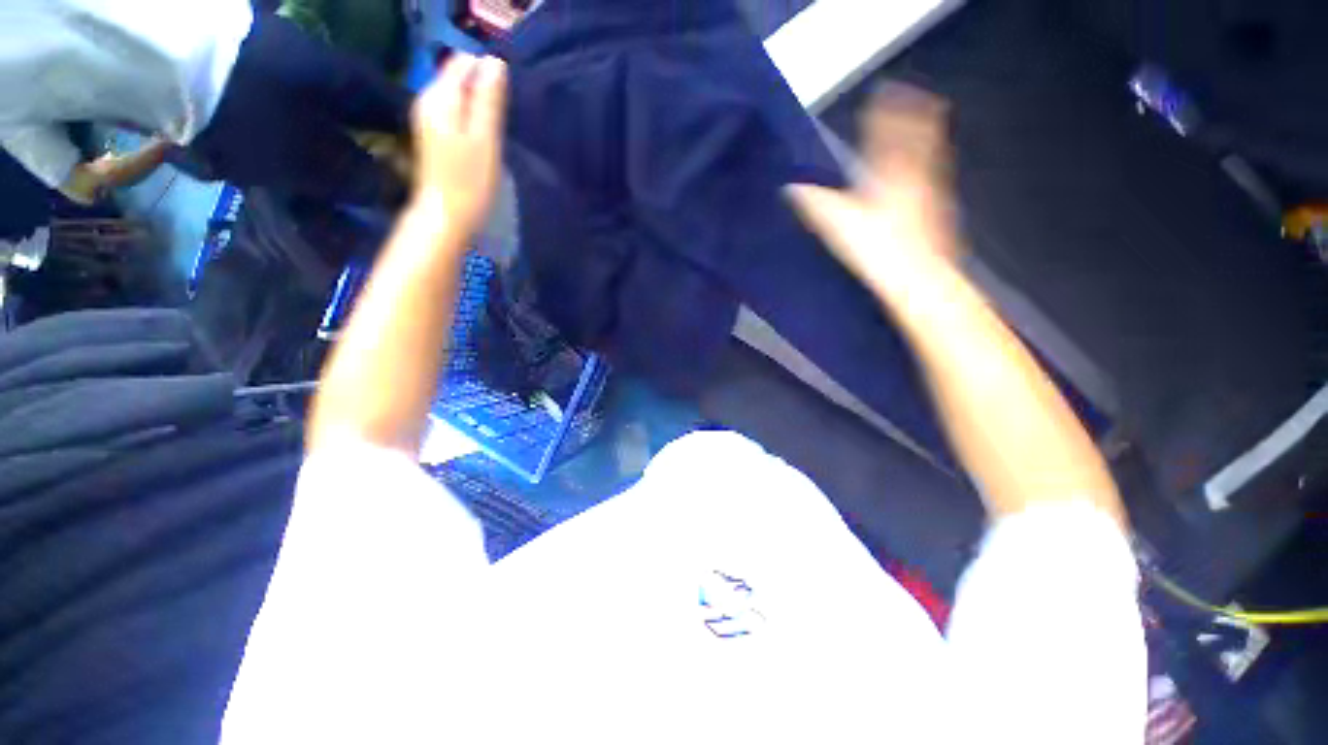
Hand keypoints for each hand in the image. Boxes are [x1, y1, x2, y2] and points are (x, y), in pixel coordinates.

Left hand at [410, 54, 507, 239]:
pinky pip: (455, 114)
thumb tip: (495, 62)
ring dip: (478, 108)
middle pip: (459, 79)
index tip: (503, 102)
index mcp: (439, 97)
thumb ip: (488, 100)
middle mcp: (427, 100)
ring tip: (493, 133)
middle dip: (482, 92)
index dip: (487, 74)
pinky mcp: (433, 136)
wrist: (446, 217)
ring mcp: (428, 119)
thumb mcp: (485, 139)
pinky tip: (481, 141)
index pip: (463, 63)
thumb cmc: (469, 181)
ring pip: (458, 98)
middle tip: (500, 122)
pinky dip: (470, 121)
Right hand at [787, 84, 959, 288]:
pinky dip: (929, 169)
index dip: (887, 110)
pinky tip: (927, 177)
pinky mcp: (937, 214)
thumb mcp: (839, 224)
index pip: (889, 133)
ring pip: (930, 157)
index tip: (887, 90)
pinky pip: (933, 180)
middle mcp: (916, 177)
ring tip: (927, 126)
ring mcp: (932, 195)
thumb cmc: (879, 247)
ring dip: (926, 139)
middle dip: (916, 117)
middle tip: (917, 99)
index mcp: (890, 173)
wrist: (919, 278)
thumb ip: (815, 202)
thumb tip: (790, 187)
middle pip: (918, 139)